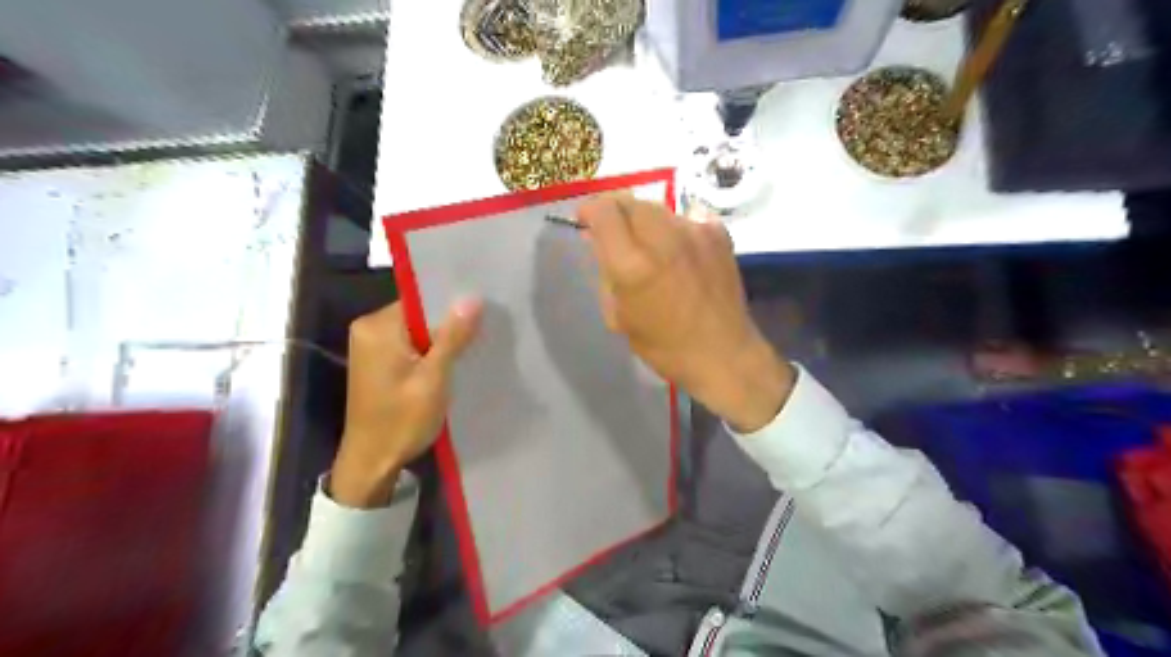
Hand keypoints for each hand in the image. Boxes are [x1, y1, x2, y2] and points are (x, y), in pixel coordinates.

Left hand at [329, 298, 480, 507]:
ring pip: (416, 329)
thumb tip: (472, 298)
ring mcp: (371, 345)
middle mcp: (369, 329)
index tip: (483, 307)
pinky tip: (452, 359)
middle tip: (484, 328)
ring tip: (474, 343)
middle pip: (418, 313)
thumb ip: (452, 337)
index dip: (452, 302)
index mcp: (377, 327)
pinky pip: (409, 343)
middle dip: (448, 322)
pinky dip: (430, 350)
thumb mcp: (433, 379)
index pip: (421, 299)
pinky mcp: (377, 361)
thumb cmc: (401, 421)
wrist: (371, 463)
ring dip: (441, 338)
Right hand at [576, 191, 794, 433]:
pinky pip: (685, 217)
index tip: (585, 222)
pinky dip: (673, 227)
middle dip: (614, 211)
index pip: (603, 211)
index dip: (589, 211)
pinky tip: (677, 250)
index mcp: (633, 265)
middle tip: (613, 232)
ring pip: (657, 207)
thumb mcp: (619, 317)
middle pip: (629, 201)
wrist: (724, 354)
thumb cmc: (664, 346)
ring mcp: (694, 231)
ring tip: (647, 244)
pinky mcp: (718, 233)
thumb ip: (605, 273)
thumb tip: (597, 241)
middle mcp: (663, 238)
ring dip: (643, 220)